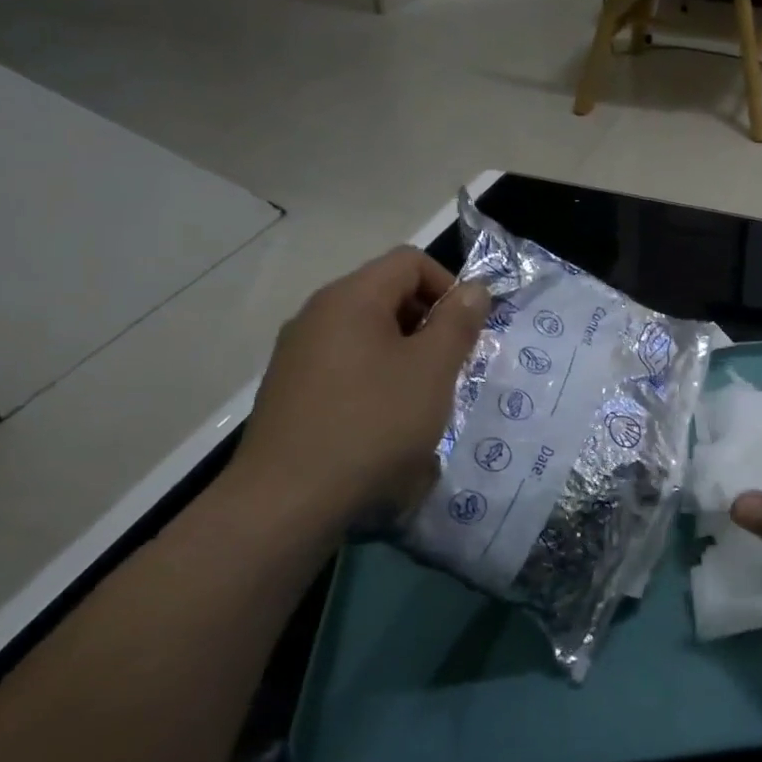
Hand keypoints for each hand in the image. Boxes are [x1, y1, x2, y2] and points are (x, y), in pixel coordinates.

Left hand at [223, 247, 489, 530]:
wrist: (287, 500)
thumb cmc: (373, 423)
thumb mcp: (433, 369)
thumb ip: (458, 322)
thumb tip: (474, 289)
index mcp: (350, 298)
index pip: (410, 261)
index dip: (449, 286)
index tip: (467, 331)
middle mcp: (318, 314)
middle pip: (388, 293)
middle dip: (430, 322)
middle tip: (452, 366)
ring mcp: (299, 353)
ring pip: (369, 332)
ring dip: (407, 353)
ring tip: (424, 397)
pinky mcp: (292, 390)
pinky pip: (347, 364)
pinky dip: (378, 377)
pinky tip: (387, 420)